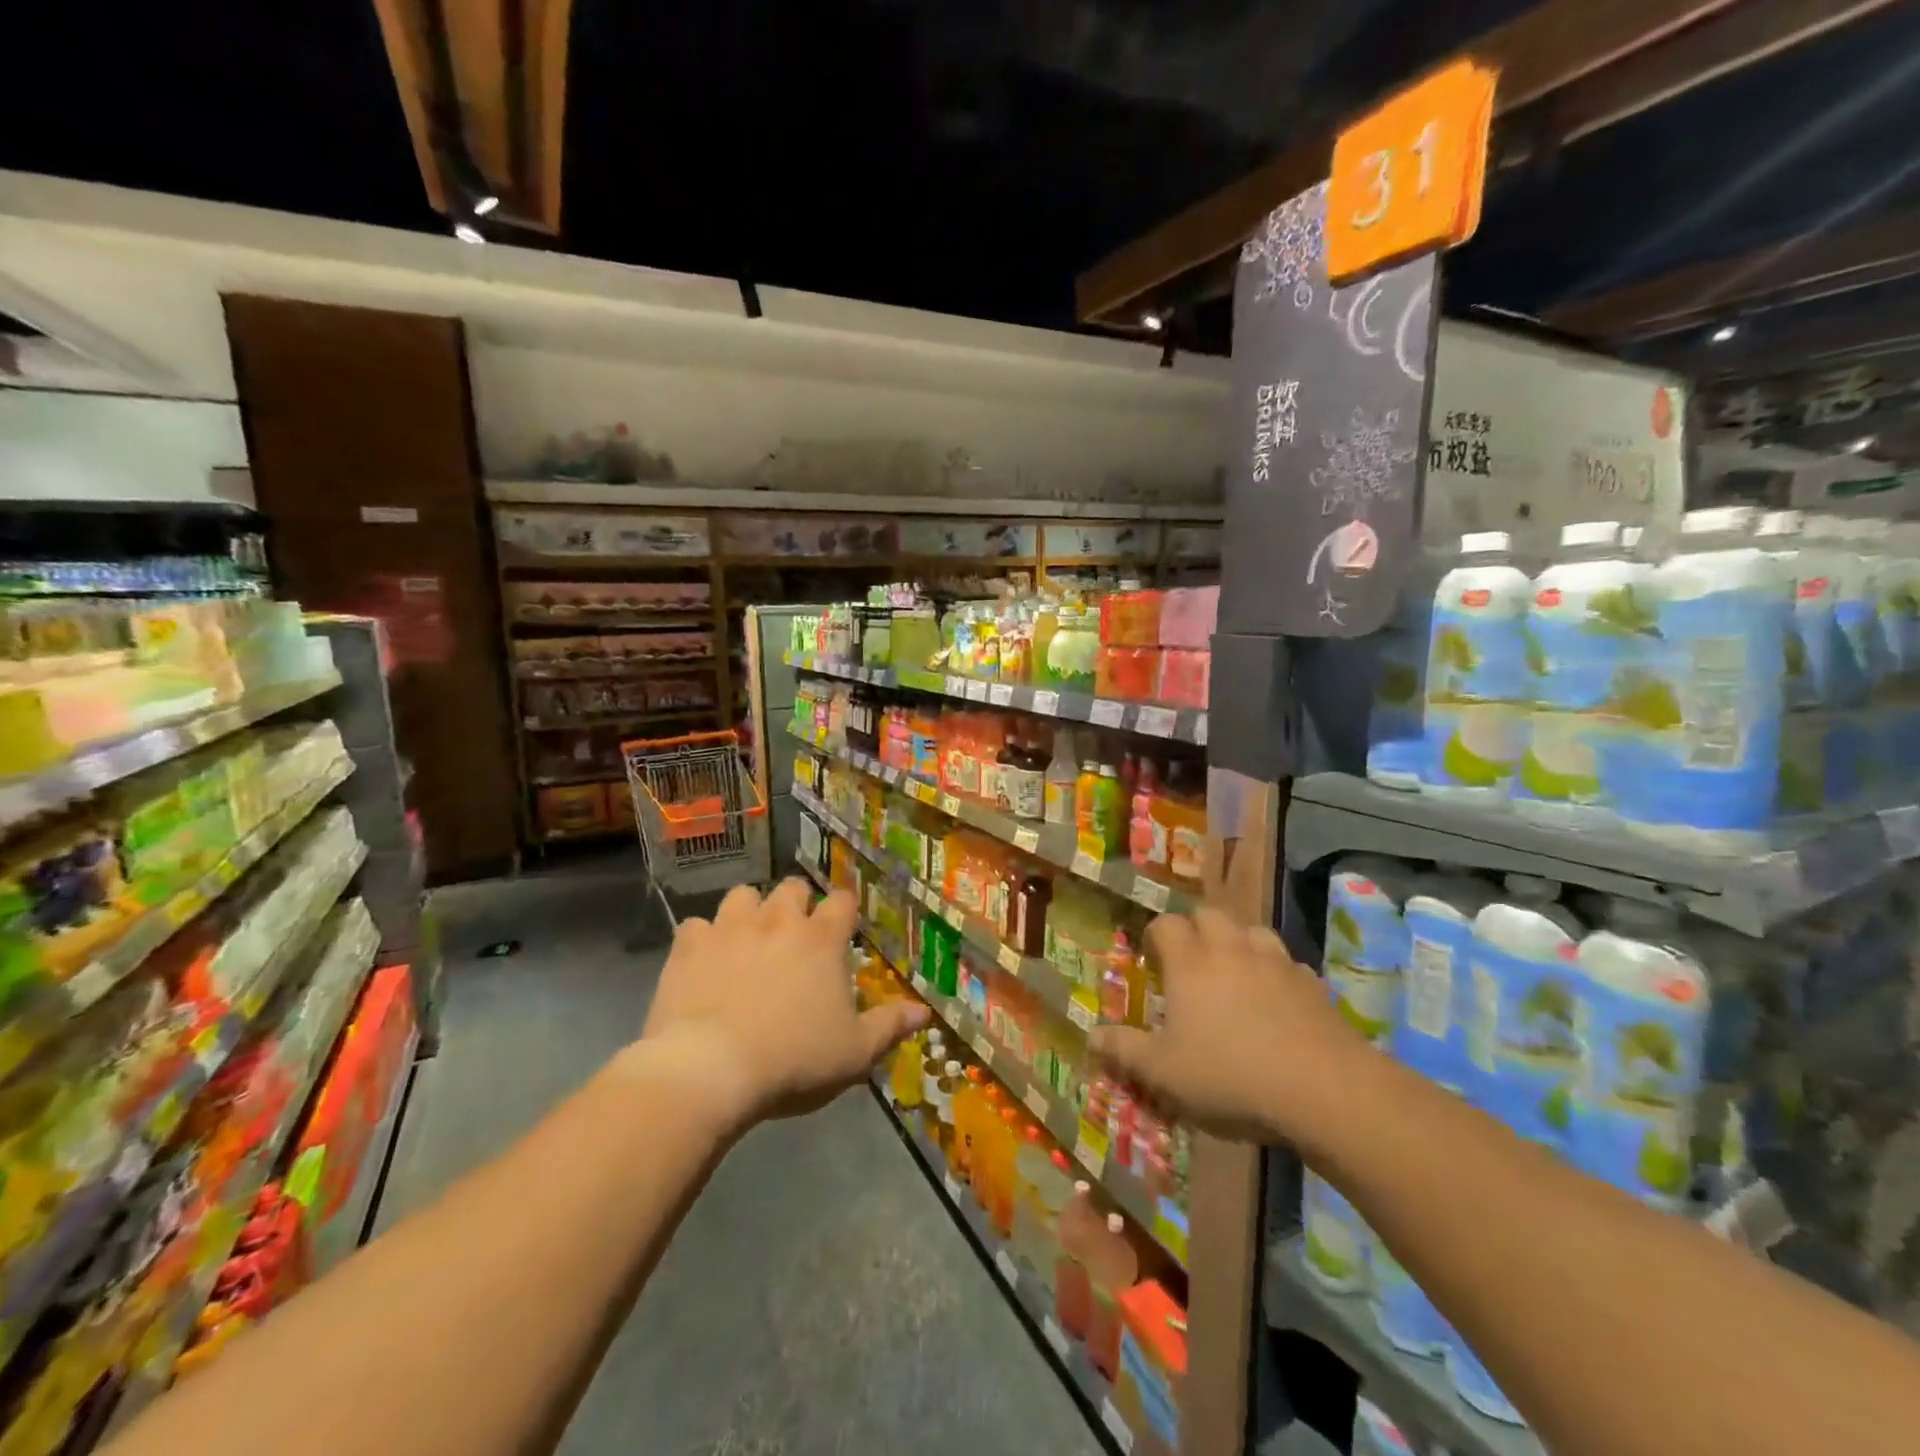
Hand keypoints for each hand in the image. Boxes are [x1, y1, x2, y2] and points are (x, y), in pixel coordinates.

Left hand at [629, 880, 927, 1129]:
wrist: (710, 1070)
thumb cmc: (794, 1060)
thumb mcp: (855, 1052)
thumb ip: (890, 1025)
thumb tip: (925, 1012)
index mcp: (822, 940)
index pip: (842, 902)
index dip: (844, 910)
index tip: (842, 927)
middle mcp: (779, 921)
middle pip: (792, 888)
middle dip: (796, 903)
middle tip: (794, 933)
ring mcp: (731, 928)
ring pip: (743, 895)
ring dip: (749, 911)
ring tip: (748, 938)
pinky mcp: (689, 945)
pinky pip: (696, 926)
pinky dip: (703, 939)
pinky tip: (703, 961)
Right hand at [1089, 908, 1367, 1146]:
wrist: (1323, 1090)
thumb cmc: (1230, 1076)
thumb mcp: (1164, 1073)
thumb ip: (1125, 1050)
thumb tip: (1091, 1035)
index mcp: (1190, 963)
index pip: (1167, 925)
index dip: (1156, 936)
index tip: (1153, 960)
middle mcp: (1231, 949)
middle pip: (1211, 914)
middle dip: (1197, 929)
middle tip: (1191, 962)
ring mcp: (1277, 962)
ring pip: (1253, 931)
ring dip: (1240, 943)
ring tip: (1235, 973)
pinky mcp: (1312, 984)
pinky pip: (1289, 964)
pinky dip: (1278, 973)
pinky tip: (1278, 1001)